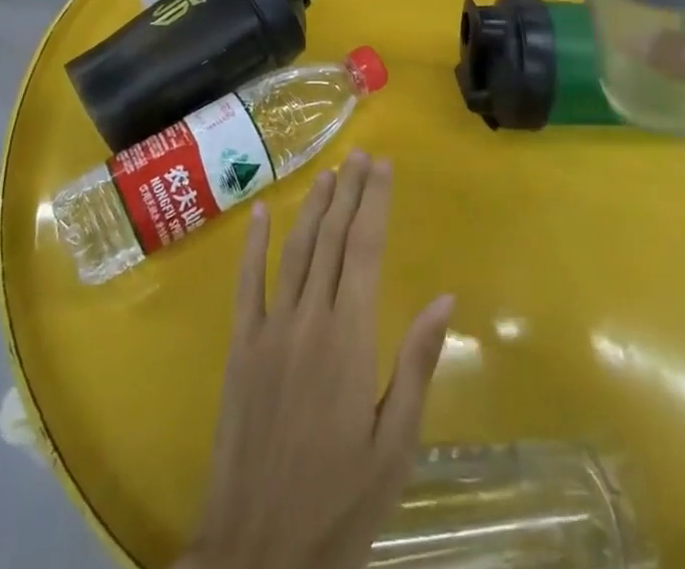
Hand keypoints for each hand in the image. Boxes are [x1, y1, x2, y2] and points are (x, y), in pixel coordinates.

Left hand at [180, 153, 454, 568]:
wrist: (258, 551)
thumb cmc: (340, 503)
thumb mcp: (395, 445)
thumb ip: (416, 364)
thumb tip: (444, 298)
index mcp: (350, 337)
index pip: (365, 249)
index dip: (375, 202)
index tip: (384, 165)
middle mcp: (308, 318)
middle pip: (332, 238)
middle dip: (350, 192)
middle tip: (363, 156)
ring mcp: (269, 329)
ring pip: (295, 251)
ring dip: (315, 207)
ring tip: (331, 173)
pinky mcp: (241, 347)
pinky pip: (247, 283)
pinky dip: (255, 243)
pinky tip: (263, 211)